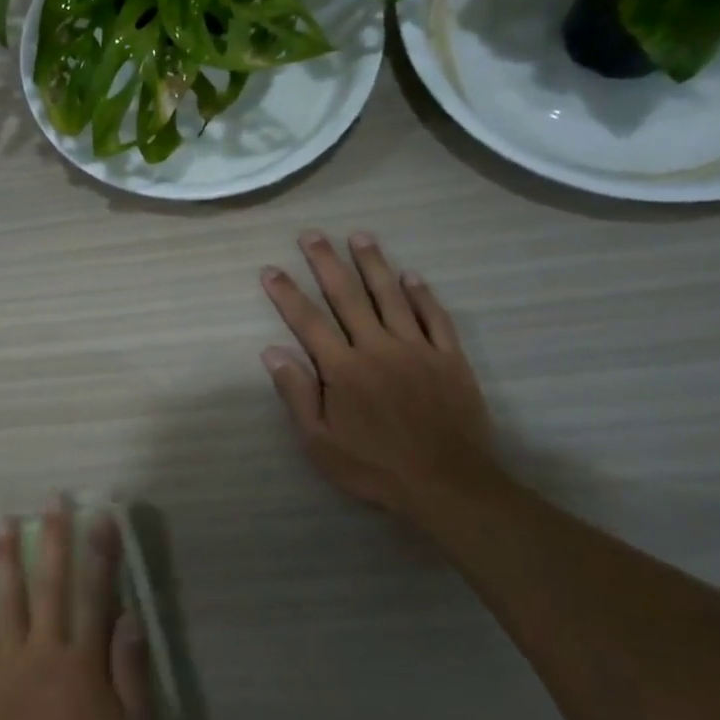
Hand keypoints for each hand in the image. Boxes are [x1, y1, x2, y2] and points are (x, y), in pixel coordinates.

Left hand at [0, 505, 151, 719]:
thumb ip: (130, 672)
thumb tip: (129, 614)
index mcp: (82, 664)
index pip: (95, 594)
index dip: (99, 551)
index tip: (100, 513)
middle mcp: (42, 655)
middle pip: (49, 586)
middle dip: (52, 538)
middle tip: (50, 499)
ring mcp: (6, 672)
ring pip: (5, 605)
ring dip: (4, 561)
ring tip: (0, 524)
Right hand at [261, 230, 493, 512]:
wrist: (448, 484)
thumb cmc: (376, 467)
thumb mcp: (320, 442)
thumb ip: (297, 393)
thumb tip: (272, 351)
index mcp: (343, 368)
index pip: (308, 321)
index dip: (287, 293)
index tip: (270, 269)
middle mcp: (377, 347)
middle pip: (347, 296)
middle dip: (326, 263)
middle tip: (312, 235)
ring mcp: (417, 349)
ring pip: (391, 296)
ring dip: (373, 264)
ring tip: (359, 236)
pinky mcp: (449, 358)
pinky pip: (434, 317)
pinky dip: (422, 294)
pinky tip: (411, 275)